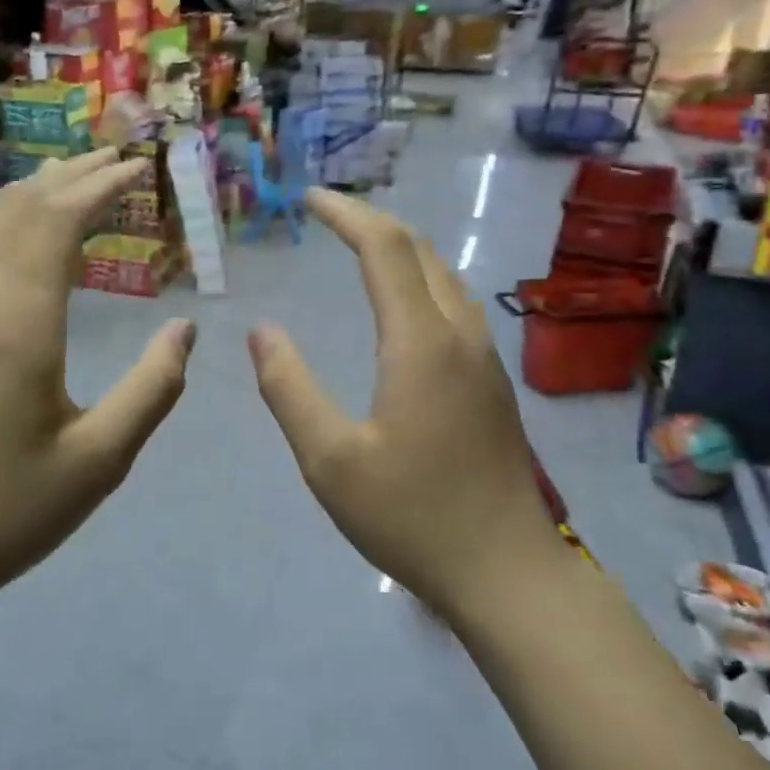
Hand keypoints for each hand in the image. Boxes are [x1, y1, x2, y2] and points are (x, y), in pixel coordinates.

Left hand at [0, 151, 195, 646]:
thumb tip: (186, 329)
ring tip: (75, 181)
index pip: (58, 221)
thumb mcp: (99, 461)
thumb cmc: (4, 512)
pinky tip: (13, 231)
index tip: (140, 169)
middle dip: (72, 175)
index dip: (101, 185)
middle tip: (118, 158)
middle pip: (21, 208)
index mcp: (18, 323)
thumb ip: (152, 388)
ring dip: (33, 193)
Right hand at [249, 189, 557, 619]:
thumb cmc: (412, 515)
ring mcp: (484, 359)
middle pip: (420, 251)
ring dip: (401, 250)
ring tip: (359, 249)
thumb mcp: (330, 460)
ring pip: (444, 277)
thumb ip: (289, 389)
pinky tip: (402, 306)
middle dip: (372, 223)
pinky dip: (420, 281)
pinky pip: (455, 305)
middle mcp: (460, 335)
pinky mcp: (493, 383)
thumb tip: (262, 331)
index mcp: (421, 343)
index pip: (385, 249)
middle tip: (328, 217)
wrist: (506, 569)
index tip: (310, 199)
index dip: (347, 215)